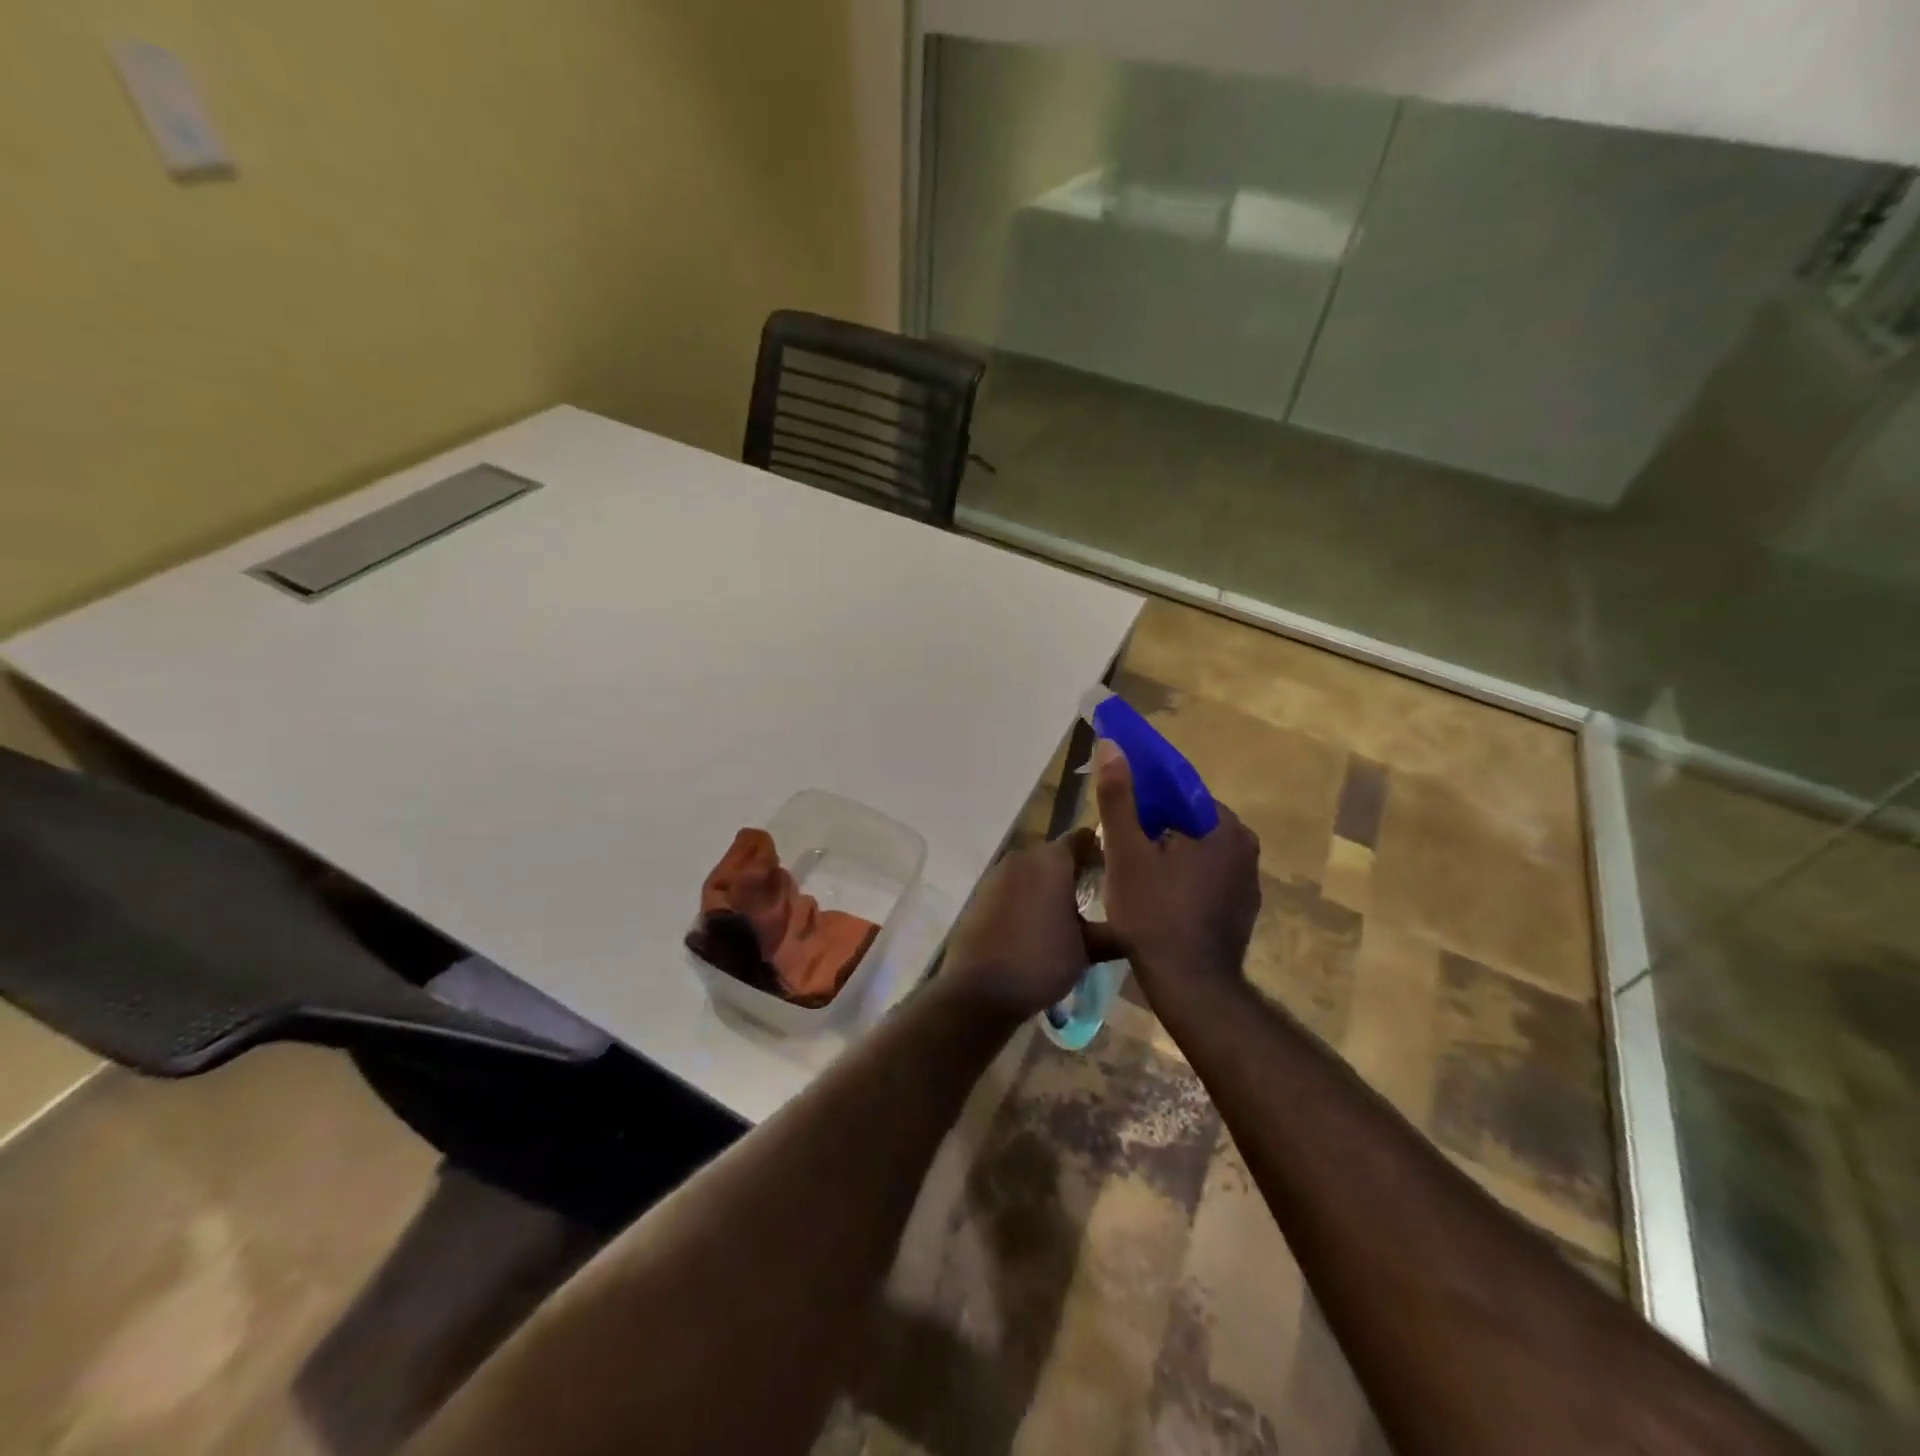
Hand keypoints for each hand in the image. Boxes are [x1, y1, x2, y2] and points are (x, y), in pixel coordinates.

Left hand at [941, 831, 1114, 1022]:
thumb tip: (1134, 927)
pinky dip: (1027, 897)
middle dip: (1075, 870)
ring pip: (1032, 871)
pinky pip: (1013, 887)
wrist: (978, 989)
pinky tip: (1036, 924)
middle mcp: (1022, 858)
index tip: (1116, 870)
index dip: (1100, 851)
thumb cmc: (1040, 961)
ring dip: (1049, 885)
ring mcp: (997, 875)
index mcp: (1051, 860)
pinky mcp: (980, 895)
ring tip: (1068, 914)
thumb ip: (1112, 932)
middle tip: (1097, 895)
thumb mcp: (1087, 950)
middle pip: (1055, 854)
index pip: (1082, 839)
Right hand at [1093, 739, 1260, 998]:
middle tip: (1120, 850)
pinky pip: (1206, 879)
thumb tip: (1112, 745)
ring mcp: (1247, 882)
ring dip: (1167, 856)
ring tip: (1133, 876)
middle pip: (1188, 822)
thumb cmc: (1154, 914)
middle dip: (1154, 829)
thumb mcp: (1126, 852)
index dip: (1146, 799)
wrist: (1190, 987)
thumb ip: (1119, 797)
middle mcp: (1245, 848)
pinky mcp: (1241, 909)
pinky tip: (1157, 901)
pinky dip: (1182, 880)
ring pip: (1196, 852)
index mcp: (1224, 827)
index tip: (1119, 816)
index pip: (1181, 793)